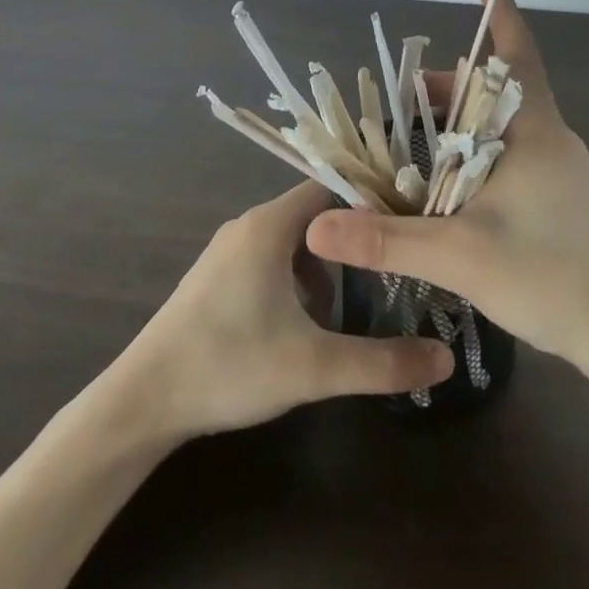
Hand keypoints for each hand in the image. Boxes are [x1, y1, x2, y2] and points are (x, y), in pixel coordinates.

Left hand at [114, 182, 454, 440]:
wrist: (142, 401)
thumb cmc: (229, 366)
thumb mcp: (314, 367)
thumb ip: (383, 363)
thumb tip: (446, 359)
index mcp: (269, 225)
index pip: (331, 187)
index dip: (369, 202)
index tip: (404, 227)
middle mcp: (247, 225)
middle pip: (314, 216)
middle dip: (349, 244)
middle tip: (385, 276)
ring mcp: (227, 250)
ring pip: (291, 241)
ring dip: (321, 268)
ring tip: (344, 311)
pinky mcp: (215, 277)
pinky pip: (268, 259)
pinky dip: (294, 279)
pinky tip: (299, 326)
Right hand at [306, 0, 588, 363]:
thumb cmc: (554, 278)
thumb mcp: (460, 256)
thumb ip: (386, 240)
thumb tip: (317, 227)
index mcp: (534, 131)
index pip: (516, 53)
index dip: (499, 11)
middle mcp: (550, 138)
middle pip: (494, 91)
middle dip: (447, 87)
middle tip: (402, 100)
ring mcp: (561, 170)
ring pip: (501, 127)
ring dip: (459, 123)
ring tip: (415, 141)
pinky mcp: (563, 199)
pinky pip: (511, 156)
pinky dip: (475, 153)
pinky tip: (452, 187)